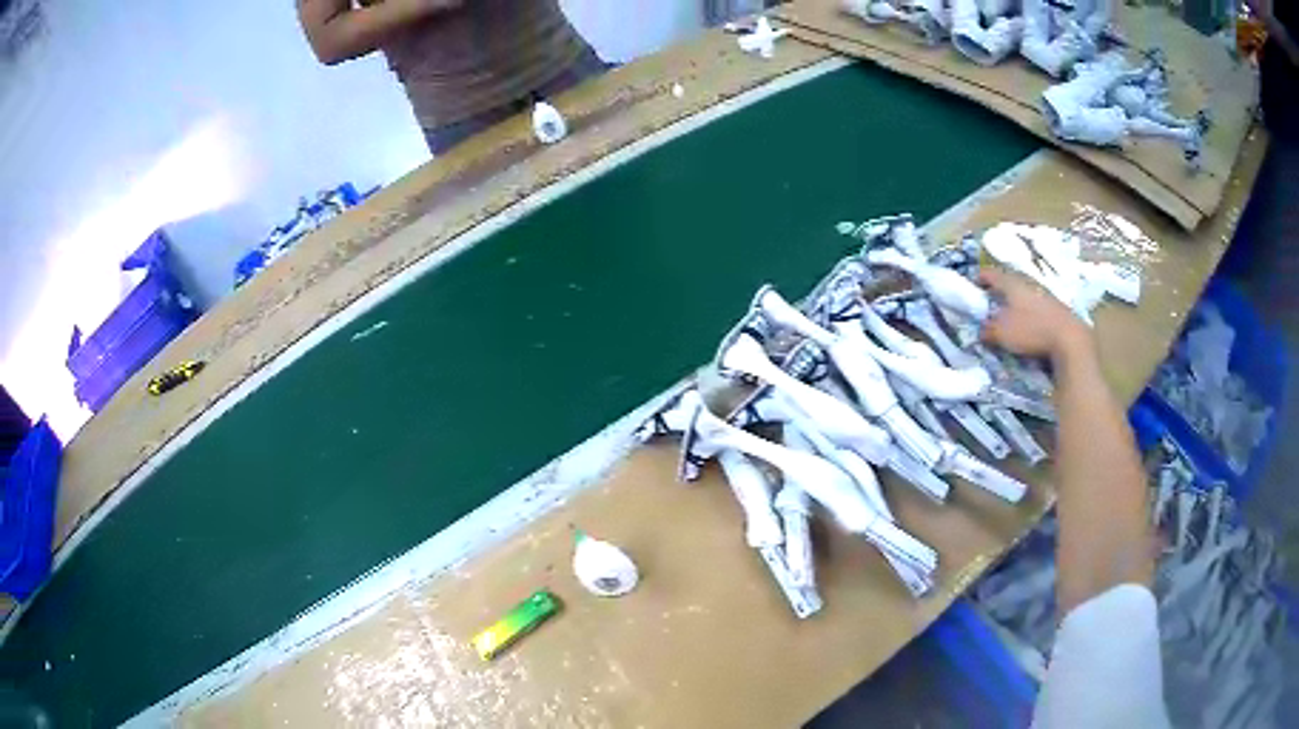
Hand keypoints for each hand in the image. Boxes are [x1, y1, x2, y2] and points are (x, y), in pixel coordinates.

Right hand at [978, 267, 1092, 363]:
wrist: (1069, 339)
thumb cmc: (1031, 331)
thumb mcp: (1002, 333)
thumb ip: (988, 330)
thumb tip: (981, 330)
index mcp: (1012, 283)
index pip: (991, 274)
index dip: (980, 278)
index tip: (973, 285)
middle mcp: (1027, 283)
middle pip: (1009, 283)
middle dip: (999, 292)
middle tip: (991, 303)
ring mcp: (1044, 295)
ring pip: (1024, 294)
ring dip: (1015, 303)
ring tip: (1009, 317)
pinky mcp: (1056, 309)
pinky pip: (1037, 307)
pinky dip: (1029, 313)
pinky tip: (1029, 326)